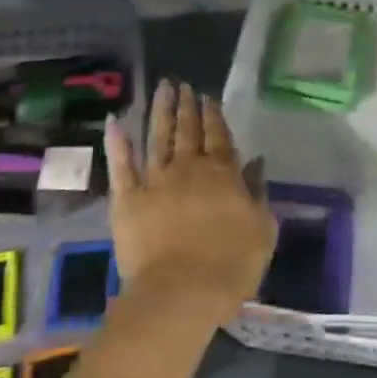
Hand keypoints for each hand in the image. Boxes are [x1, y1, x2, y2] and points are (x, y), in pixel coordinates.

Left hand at [105, 79, 276, 320]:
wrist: (181, 293)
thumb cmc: (230, 265)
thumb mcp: (262, 229)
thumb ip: (258, 193)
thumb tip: (256, 163)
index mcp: (221, 173)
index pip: (218, 135)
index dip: (213, 114)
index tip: (207, 96)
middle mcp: (187, 168)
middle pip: (187, 130)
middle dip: (186, 106)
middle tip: (182, 84)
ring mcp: (154, 180)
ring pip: (157, 137)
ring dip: (159, 111)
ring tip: (161, 88)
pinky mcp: (127, 199)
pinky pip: (121, 165)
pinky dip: (117, 142)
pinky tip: (114, 121)